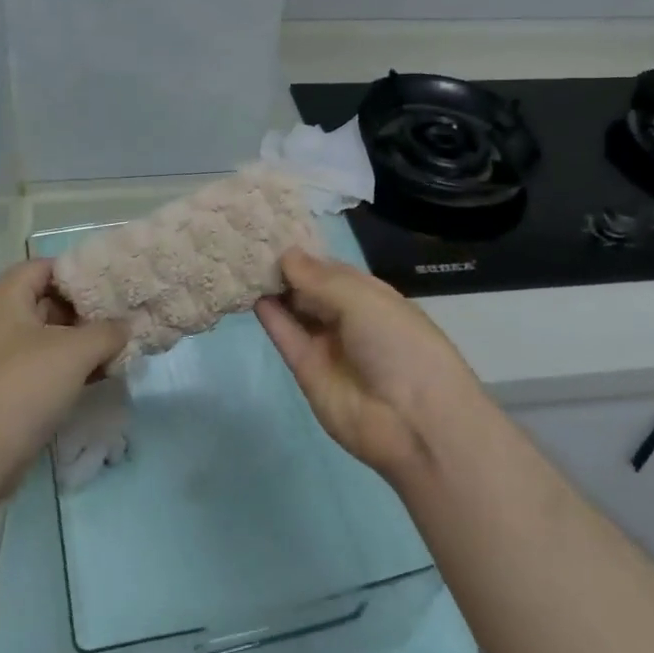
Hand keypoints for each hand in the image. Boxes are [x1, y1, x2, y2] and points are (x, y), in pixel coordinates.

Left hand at [0, 260, 127, 495]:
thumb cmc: (24, 386)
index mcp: (6, 298)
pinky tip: (103, 373)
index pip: (45, 267)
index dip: (79, 271)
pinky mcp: (10, 387)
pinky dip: (73, 366)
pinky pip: (46, 365)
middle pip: (49, 300)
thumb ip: (107, 331)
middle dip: (87, 308)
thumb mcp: (75, 351)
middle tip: (124, 314)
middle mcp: (0, 321)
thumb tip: (126, 327)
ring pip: (51, 336)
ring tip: (122, 344)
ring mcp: (3, 356)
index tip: (113, 283)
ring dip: (84, 341)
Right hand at [254, 249, 483, 480]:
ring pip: (295, 310)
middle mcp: (348, 318)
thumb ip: (319, 278)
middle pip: (310, 289)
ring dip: (273, 289)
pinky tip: (249, 292)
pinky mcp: (307, 370)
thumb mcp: (363, 299)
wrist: (413, 421)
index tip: (271, 231)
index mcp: (371, 296)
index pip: (331, 269)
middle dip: (284, 268)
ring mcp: (326, 345)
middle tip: (248, 243)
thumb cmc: (398, 344)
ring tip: (240, 261)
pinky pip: (286, 336)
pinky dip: (270, 316)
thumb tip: (286, 254)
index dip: (304, 253)